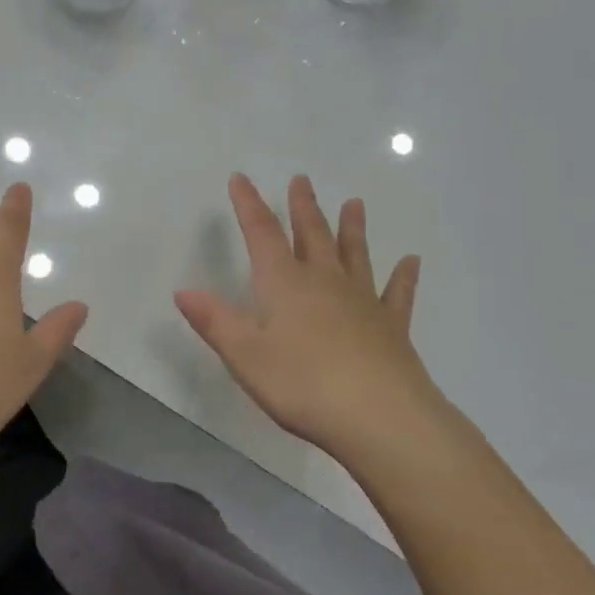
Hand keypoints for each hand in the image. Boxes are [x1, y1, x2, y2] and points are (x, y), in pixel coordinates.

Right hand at [175, 173, 451, 461]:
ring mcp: (363, 302)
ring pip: (355, 255)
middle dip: (303, 207)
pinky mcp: (391, 327)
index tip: (241, 178)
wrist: (380, 417)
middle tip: (301, 179)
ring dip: (352, 228)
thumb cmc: (302, 385)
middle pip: (313, 235)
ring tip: (354, 203)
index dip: (249, 204)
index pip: (262, 234)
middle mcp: (325, 282)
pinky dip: (403, 276)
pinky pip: (396, 293)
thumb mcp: (245, 356)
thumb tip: (183, 290)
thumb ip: (215, 321)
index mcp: (285, 284)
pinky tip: (411, 261)